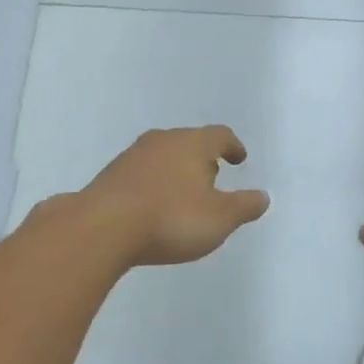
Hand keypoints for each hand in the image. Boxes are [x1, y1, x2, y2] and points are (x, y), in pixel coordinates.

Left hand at [80, 126, 269, 266]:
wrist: (101, 228)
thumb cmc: (171, 218)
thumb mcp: (220, 219)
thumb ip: (244, 206)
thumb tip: (262, 197)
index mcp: (192, 144)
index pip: (220, 135)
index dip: (233, 146)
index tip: (239, 159)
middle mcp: (162, 141)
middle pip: (189, 142)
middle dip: (203, 159)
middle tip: (213, 177)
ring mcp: (132, 156)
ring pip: (163, 156)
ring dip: (176, 171)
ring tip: (184, 195)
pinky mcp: (110, 176)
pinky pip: (141, 174)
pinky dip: (154, 185)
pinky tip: (154, 207)